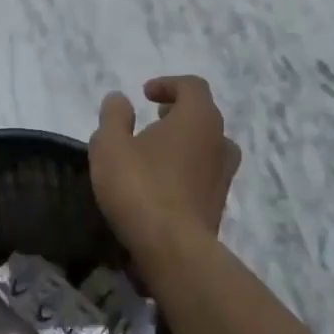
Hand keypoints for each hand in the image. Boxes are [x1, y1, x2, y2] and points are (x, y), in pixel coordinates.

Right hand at [89, 76, 240, 250]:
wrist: (172, 248)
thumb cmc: (140, 186)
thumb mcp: (110, 145)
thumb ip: (114, 116)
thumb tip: (120, 98)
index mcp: (198, 118)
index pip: (192, 86)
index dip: (168, 84)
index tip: (145, 95)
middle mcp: (219, 141)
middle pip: (204, 115)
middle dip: (178, 113)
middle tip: (153, 120)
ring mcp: (223, 175)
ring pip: (208, 147)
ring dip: (185, 143)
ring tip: (157, 152)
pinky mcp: (219, 204)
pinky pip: (204, 175)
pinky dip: (186, 170)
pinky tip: (161, 184)